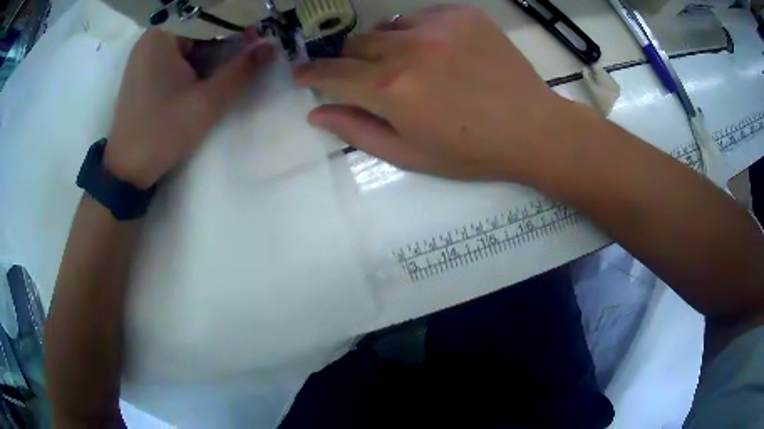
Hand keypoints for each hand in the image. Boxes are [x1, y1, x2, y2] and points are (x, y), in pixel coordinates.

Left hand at [106, 29, 274, 188]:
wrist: (126, 169)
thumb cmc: (162, 133)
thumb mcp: (206, 103)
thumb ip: (240, 72)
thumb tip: (270, 48)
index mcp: (162, 36)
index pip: (207, 14)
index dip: (236, 21)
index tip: (257, 36)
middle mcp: (151, 37)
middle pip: (197, 24)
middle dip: (224, 35)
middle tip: (249, 48)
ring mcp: (145, 53)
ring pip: (188, 38)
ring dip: (210, 47)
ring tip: (232, 61)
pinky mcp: (144, 69)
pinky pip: (176, 52)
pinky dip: (195, 57)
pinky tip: (206, 73)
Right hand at [295, 5, 576, 181]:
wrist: (532, 129)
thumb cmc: (471, 151)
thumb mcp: (409, 154)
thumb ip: (356, 130)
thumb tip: (315, 112)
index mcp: (391, 89)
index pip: (330, 73)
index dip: (310, 74)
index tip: (301, 74)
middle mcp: (409, 49)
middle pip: (355, 44)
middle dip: (351, 63)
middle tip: (370, 80)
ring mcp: (439, 26)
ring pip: (387, 27)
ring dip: (386, 46)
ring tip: (411, 66)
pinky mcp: (464, 15)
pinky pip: (422, 16)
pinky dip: (419, 33)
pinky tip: (441, 53)